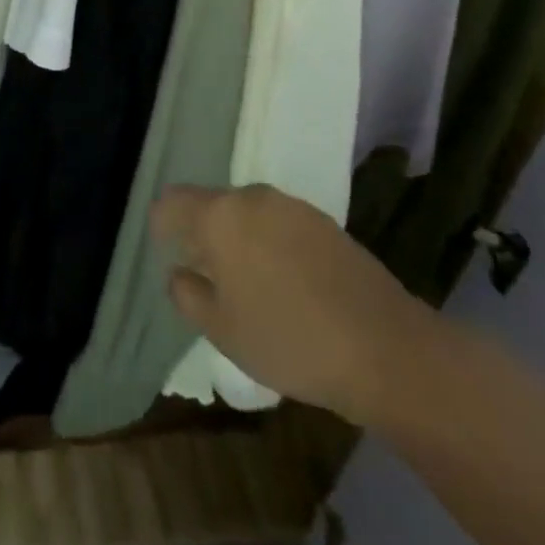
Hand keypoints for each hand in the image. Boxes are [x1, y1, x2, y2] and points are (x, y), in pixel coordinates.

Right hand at [154, 184, 435, 425]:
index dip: (162, 225)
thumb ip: (187, 294)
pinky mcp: (324, 221)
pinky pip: (280, 224)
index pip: (172, 202)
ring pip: (247, 214)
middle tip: (207, 278)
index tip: (165, 252)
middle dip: (203, 235)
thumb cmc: (288, 339)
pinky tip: (287, 285)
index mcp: (219, 215)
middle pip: (212, 205)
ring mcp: (292, 206)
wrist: (383, 347)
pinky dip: (270, 245)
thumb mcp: (222, 329)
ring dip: (239, 239)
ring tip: (249, 286)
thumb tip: (179, 272)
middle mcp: (252, 197)